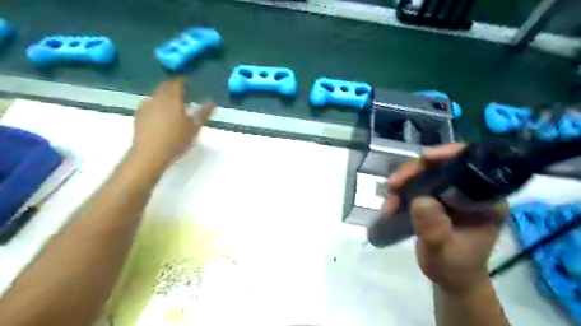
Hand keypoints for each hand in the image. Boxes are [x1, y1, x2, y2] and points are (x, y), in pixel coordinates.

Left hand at [130, 79, 213, 167]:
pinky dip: (157, 106)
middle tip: (184, 94)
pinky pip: (149, 105)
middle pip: (165, 87)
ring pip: (156, 96)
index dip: (185, 82)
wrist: (150, 154)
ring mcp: (146, 106)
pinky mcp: (138, 116)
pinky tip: (160, 117)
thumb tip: (212, 101)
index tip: (191, 85)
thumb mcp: (194, 127)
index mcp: (172, 99)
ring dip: (165, 97)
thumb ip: (203, 113)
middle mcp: (158, 98)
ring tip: (173, 107)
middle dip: (174, 87)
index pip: (178, 83)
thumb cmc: (176, 140)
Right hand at [385, 143, 508, 292]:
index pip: (472, 166)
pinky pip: (416, 185)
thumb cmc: (453, 266)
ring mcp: (450, 194)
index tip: (425, 158)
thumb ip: (433, 227)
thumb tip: (420, 200)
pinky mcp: (435, 198)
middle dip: (414, 171)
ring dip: (404, 182)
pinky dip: (401, 191)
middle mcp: (469, 192)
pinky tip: (390, 204)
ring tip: (389, 200)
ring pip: (425, 173)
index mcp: (485, 201)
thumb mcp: (443, 250)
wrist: (449, 277)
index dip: (449, 155)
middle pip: (442, 166)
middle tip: (393, 183)